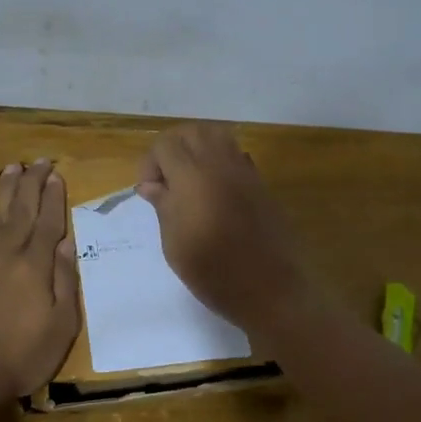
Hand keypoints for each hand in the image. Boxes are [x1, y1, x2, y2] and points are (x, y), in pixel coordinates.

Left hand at [0, 159, 81, 402]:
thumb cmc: (22, 355)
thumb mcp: (61, 327)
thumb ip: (65, 283)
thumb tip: (67, 246)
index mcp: (34, 267)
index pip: (47, 223)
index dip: (53, 198)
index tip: (57, 175)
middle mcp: (7, 255)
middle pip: (21, 211)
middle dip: (31, 184)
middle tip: (39, 161)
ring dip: (7, 191)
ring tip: (13, 169)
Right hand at [137, 124, 311, 332]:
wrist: (270, 290)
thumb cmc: (213, 272)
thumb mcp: (174, 243)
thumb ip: (163, 206)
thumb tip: (151, 185)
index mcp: (192, 176)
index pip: (165, 144)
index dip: (151, 163)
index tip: (149, 192)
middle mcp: (220, 164)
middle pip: (192, 131)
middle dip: (172, 148)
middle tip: (166, 180)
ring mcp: (245, 171)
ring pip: (217, 135)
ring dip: (197, 149)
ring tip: (188, 181)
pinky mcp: (261, 184)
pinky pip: (236, 155)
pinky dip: (219, 161)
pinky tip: (214, 192)